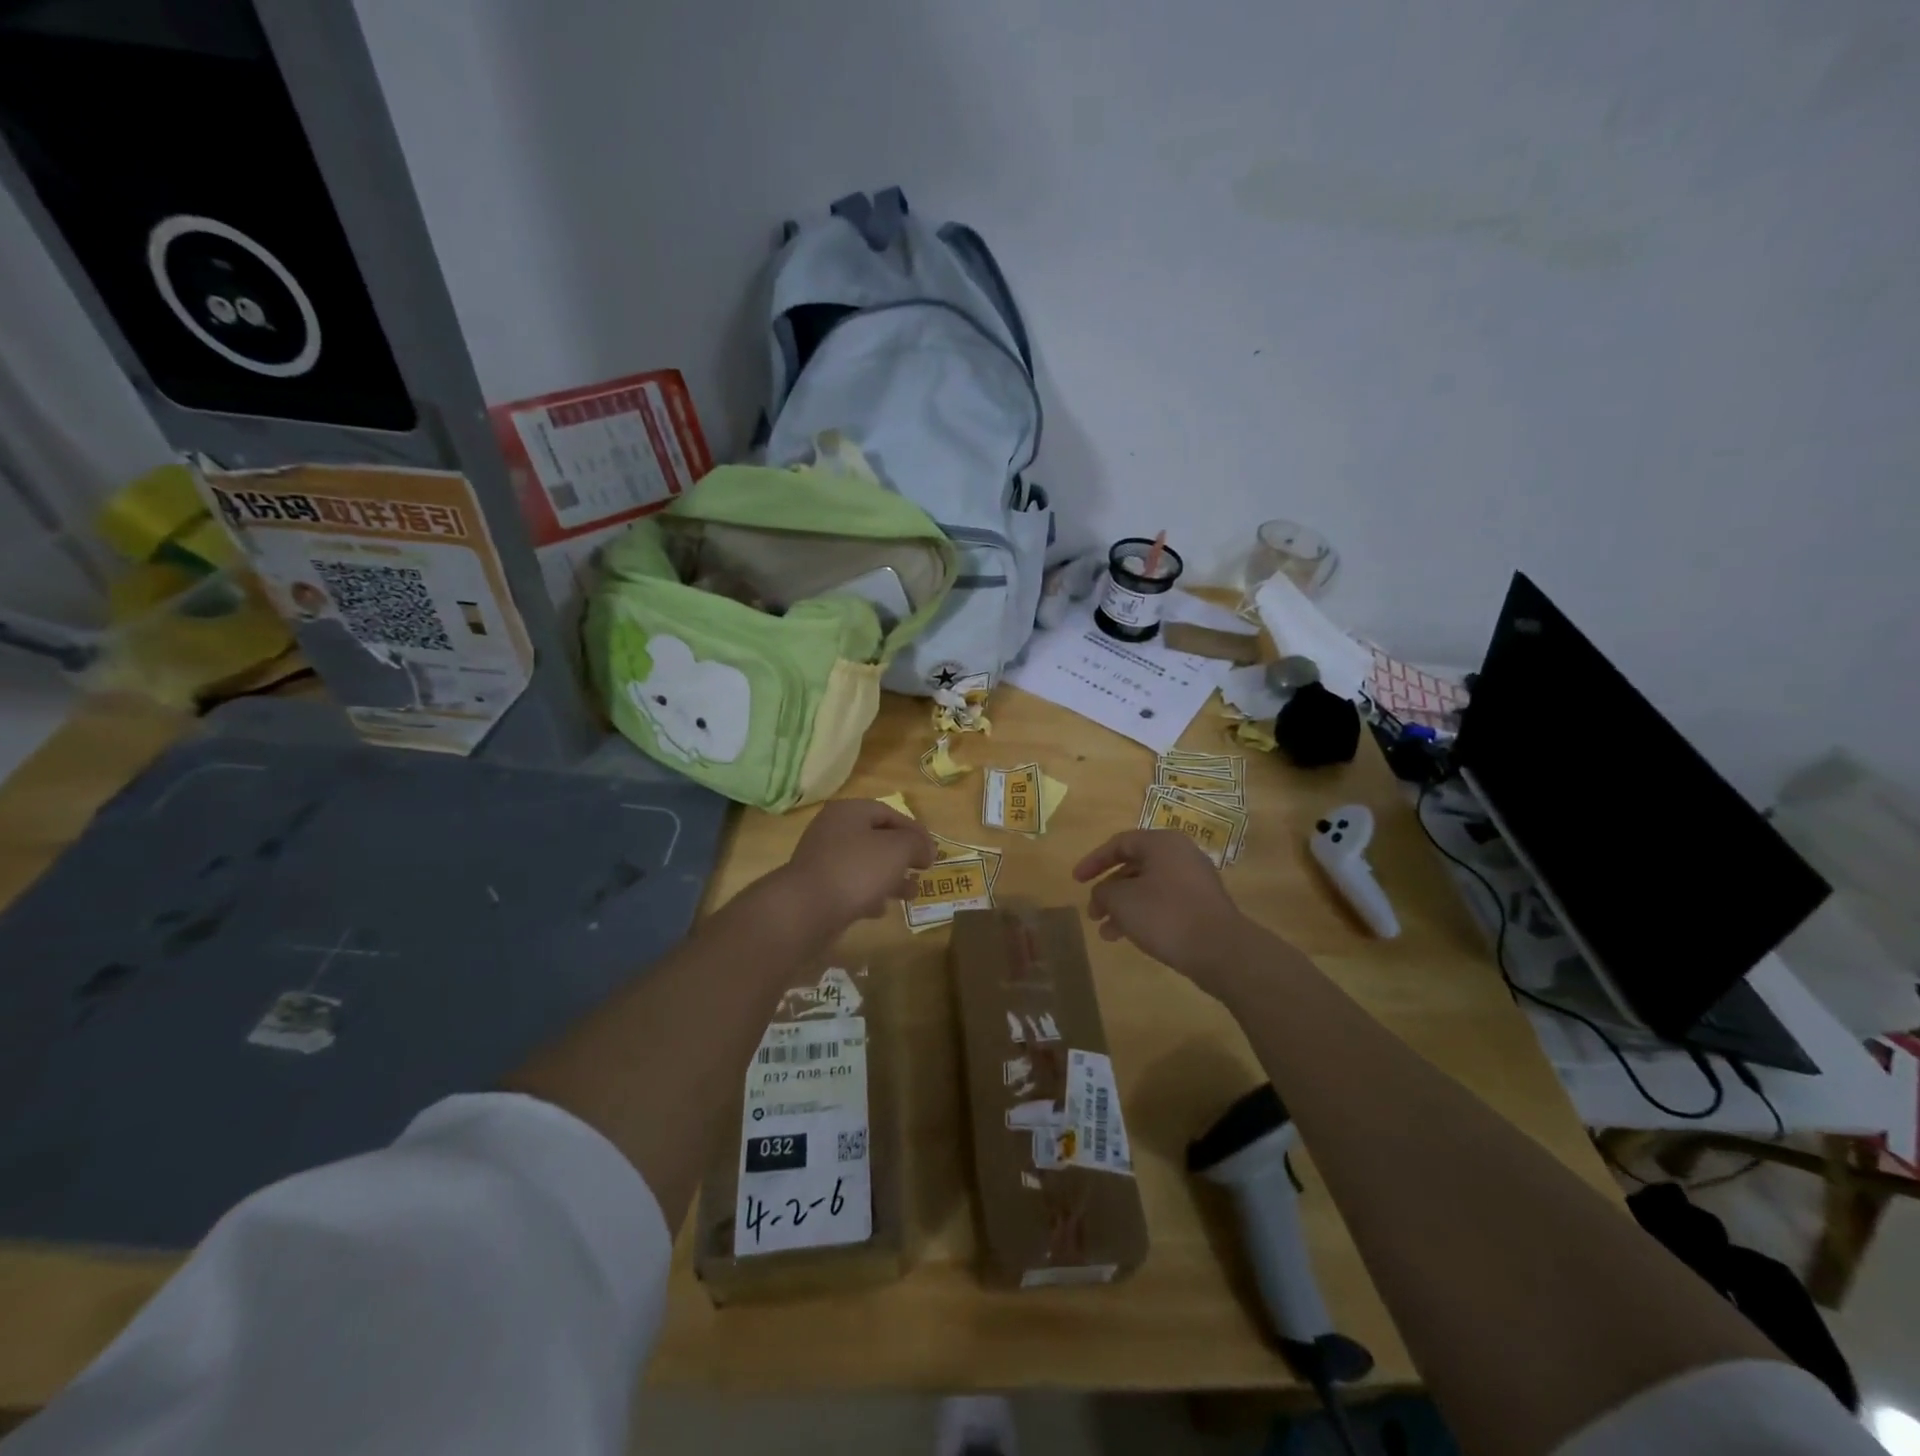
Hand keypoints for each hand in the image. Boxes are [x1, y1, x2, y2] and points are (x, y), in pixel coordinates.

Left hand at [781, 798, 934, 927]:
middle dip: (903, 856)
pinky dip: (869, 894)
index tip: (933, 852)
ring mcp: (823, 859)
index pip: (889, 813)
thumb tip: (926, 848)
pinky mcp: (818, 887)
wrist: (807, 909)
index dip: (915, 831)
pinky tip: (880, 910)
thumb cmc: (857, 870)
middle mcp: (833, 830)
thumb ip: (917, 844)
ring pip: (866, 864)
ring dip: (890, 877)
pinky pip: (850, 885)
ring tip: (911, 894)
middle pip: (877, 838)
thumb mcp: (897, 850)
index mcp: (849, 812)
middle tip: (923, 871)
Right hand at [1073, 830, 1258, 993]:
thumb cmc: (1165, 915)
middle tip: (1092, 912)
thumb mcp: (1121, 901)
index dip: (1093, 861)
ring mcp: (1195, 880)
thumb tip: (1102, 894)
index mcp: (1162, 843)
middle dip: (1109, 890)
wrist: (1221, 951)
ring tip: (1106, 933)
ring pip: (1148, 887)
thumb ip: (1103, 892)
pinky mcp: (1203, 905)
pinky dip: (1144, 914)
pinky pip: (1164, 902)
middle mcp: (1181, 854)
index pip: (1120, 843)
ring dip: (1123, 907)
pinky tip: (1131, 937)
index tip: (1076, 881)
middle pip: (1134, 866)